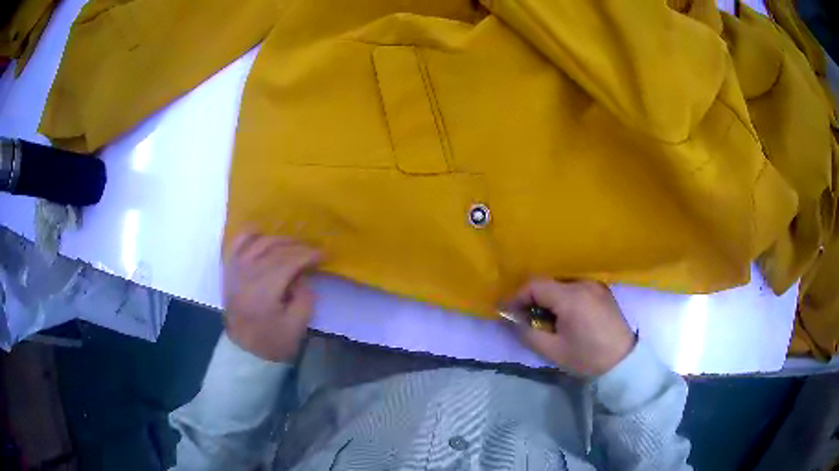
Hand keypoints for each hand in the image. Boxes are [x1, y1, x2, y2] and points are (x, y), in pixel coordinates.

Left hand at [223, 232, 321, 361]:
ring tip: (294, 245)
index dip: (308, 255)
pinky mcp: (229, 270)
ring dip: (279, 239)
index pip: (288, 261)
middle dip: (298, 246)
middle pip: (275, 249)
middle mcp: (246, 275)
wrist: (244, 350)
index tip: (325, 255)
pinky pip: (238, 242)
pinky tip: (262, 233)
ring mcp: (235, 270)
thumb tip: (301, 276)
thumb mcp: (297, 326)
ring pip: (258, 241)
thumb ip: (304, 297)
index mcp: (263, 291)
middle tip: (314, 251)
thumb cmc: (272, 341)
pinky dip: (250, 234)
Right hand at [509, 279, 635, 376]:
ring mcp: (595, 284)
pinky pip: (575, 287)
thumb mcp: (553, 351)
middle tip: (524, 318)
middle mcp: (583, 283)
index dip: (517, 296)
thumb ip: (527, 333)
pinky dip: (562, 297)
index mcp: (571, 297)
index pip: (535, 285)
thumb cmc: (588, 357)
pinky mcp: (602, 290)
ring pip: (561, 284)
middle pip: (548, 282)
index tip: (507, 312)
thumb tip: (509, 319)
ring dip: (547, 298)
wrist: (624, 361)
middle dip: (531, 298)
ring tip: (545, 319)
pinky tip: (564, 315)